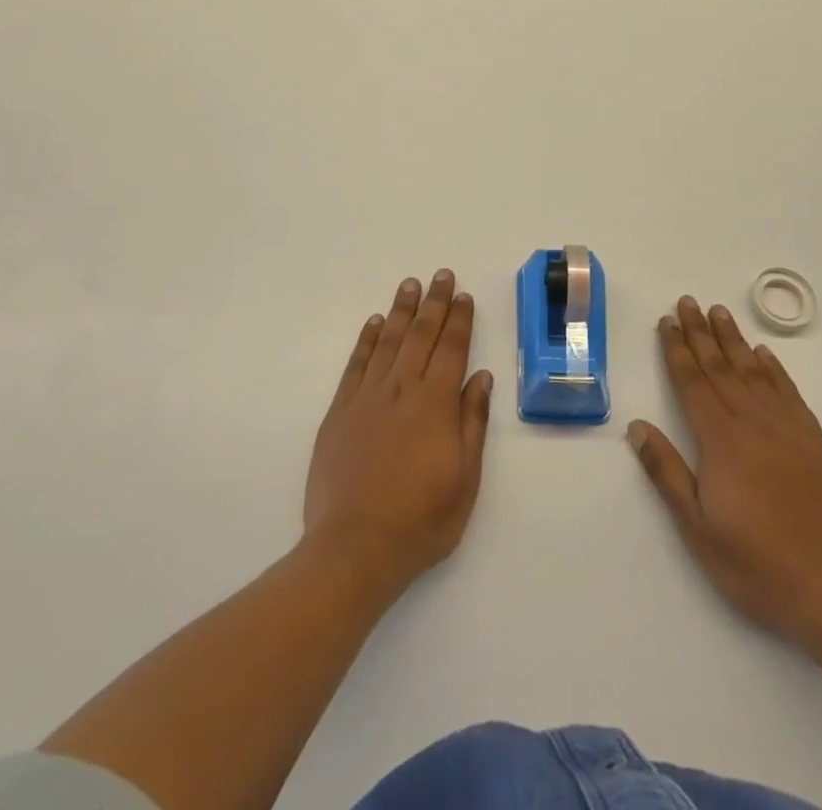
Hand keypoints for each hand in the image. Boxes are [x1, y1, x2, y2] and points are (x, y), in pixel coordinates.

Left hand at [304, 270, 493, 598]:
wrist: (354, 548)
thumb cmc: (420, 520)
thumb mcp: (465, 480)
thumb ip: (472, 423)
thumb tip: (481, 377)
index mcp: (436, 404)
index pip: (451, 349)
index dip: (459, 320)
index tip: (463, 296)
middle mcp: (402, 390)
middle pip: (420, 335)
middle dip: (434, 302)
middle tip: (441, 275)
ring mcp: (367, 398)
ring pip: (388, 341)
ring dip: (401, 311)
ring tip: (410, 285)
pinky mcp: (340, 411)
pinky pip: (357, 364)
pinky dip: (367, 340)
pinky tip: (376, 324)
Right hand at [629, 296, 821, 647]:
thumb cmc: (756, 564)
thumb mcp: (697, 527)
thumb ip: (667, 472)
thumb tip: (637, 427)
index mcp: (721, 441)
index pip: (692, 383)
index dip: (677, 350)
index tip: (667, 322)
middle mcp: (753, 424)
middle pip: (720, 367)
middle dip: (700, 333)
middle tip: (688, 302)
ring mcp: (788, 430)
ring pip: (754, 373)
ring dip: (734, 340)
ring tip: (719, 313)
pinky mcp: (815, 443)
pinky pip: (790, 393)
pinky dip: (774, 369)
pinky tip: (764, 355)